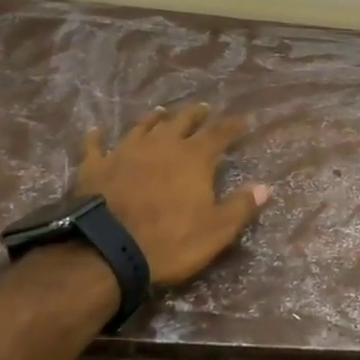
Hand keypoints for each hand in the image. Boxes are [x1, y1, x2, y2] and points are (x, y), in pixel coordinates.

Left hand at [74, 104, 268, 285]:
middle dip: (195, 114)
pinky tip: (97, 130)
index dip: (231, 125)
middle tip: (203, 108)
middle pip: (181, 121)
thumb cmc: (170, 241)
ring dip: (154, 118)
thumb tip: (265, 187)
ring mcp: (125, 152)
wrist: (106, 250)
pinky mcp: (95, 166)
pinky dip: (97, 137)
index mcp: (194, 158)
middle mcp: (161, 145)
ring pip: (143, 126)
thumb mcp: (216, 230)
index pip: (218, 133)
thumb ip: (240, 206)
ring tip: (162, 111)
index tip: (242, 119)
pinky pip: (95, 146)